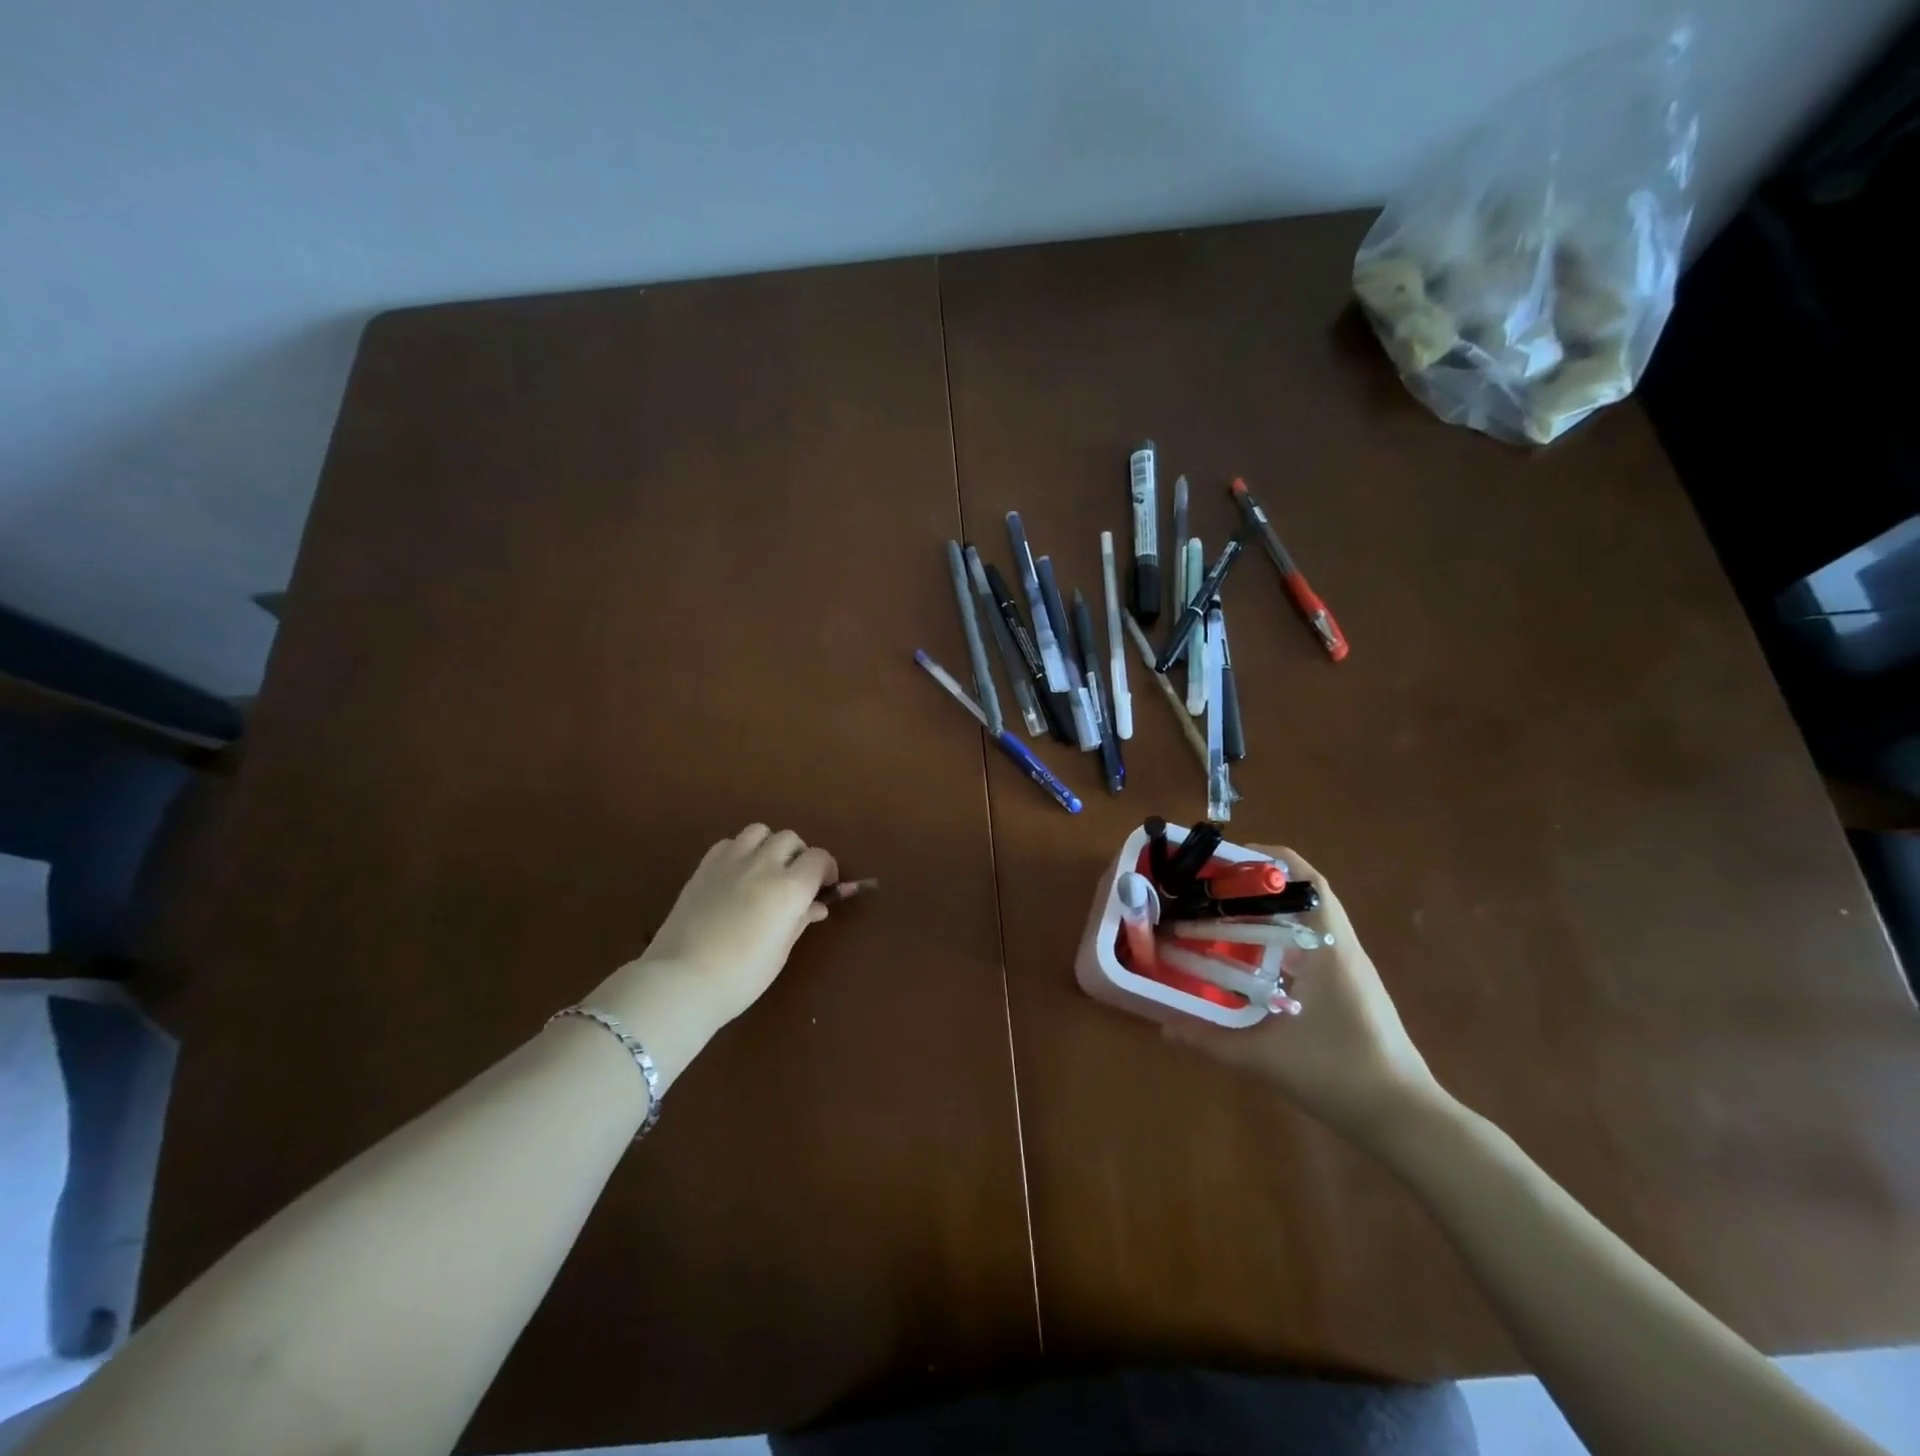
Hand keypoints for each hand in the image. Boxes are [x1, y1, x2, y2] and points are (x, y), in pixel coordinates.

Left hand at [583, 825, 836, 1089]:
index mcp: (790, 887)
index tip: (825, 887)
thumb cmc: (742, 976)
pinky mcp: (704, 866)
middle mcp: (764, 865)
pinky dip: (740, 850)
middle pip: (790, 839)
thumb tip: (817, 906)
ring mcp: (730, 861)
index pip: (819, 858)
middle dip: (799, 855)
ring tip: (766, 869)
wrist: (681, 980)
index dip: (827, 869)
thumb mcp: (781, 951)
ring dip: (769, 845)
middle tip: (796, 880)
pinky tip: (736, 874)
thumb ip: (801, 920)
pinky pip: (729, 842)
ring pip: (759, 831)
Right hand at [1163, 845, 1447, 1147]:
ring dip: (1270, 911)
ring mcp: (1350, 970)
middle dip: (1259, 885)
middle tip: (1213, 889)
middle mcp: (1342, 950)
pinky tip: (1251, 960)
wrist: (1405, 1119)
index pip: (1308, 882)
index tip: (1228, 860)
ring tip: (1224, 916)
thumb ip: (1211, 1041)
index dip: (1270, 861)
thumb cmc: (1339, 1075)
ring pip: (1309, 921)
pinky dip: (1281, 939)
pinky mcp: (1351, 990)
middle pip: (1305, 895)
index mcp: (1329, 950)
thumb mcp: (1266, 1058)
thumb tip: (1165, 1027)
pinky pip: (1312, 945)